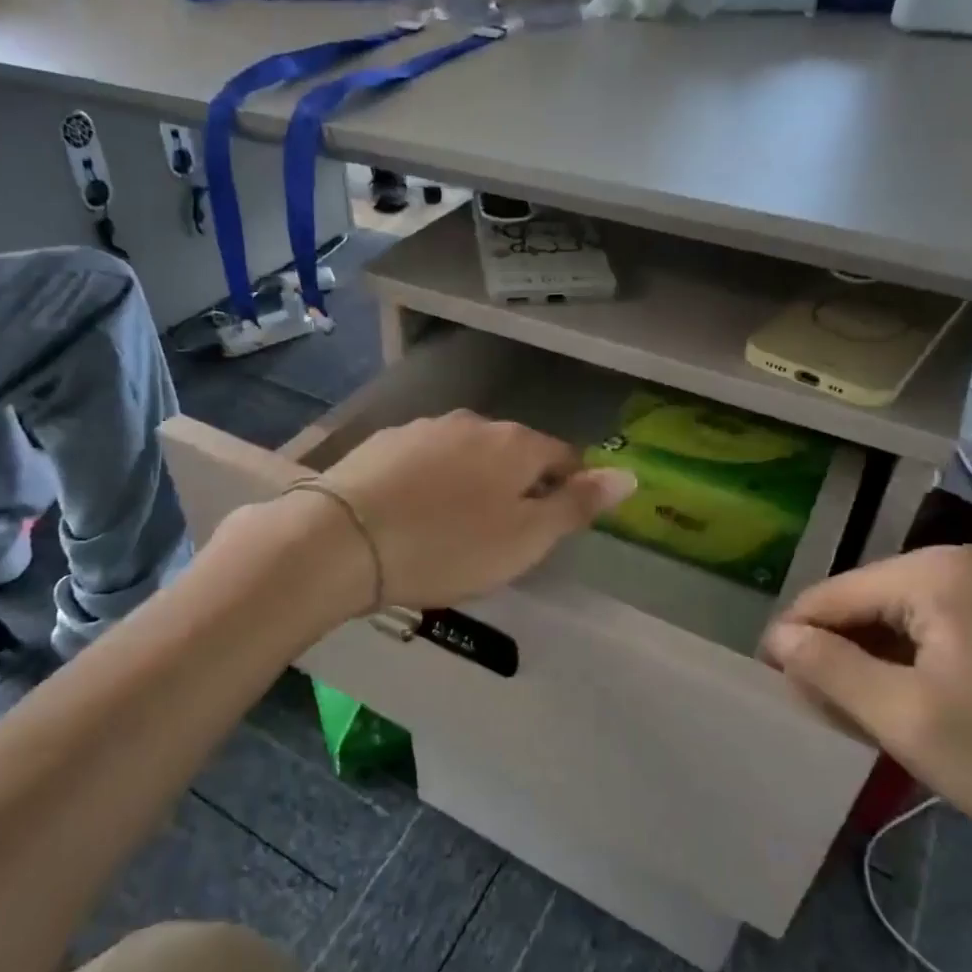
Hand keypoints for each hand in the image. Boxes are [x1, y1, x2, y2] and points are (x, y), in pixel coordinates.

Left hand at [313, 411, 636, 612]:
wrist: (342, 539)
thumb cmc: (447, 547)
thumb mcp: (525, 539)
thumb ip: (577, 505)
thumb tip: (629, 475)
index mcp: (516, 444)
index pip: (563, 456)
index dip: (568, 488)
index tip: (552, 525)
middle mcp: (474, 424)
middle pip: (513, 452)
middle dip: (517, 485)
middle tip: (501, 535)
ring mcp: (425, 428)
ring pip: (467, 454)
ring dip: (472, 482)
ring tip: (454, 526)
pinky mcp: (384, 442)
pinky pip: (425, 460)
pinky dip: (431, 481)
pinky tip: (413, 512)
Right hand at [763, 546, 971, 894]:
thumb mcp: (904, 719)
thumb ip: (827, 668)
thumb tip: (777, 637)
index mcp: (935, 572)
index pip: (830, 595)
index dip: (794, 642)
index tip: (777, 692)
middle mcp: (960, 564)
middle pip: (860, 605)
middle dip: (835, 656)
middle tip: (826, 717)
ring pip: (890, 622)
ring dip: (867, 667)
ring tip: (861, 720)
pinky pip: (927, 634)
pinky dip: (903, 669)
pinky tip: (905, 711)